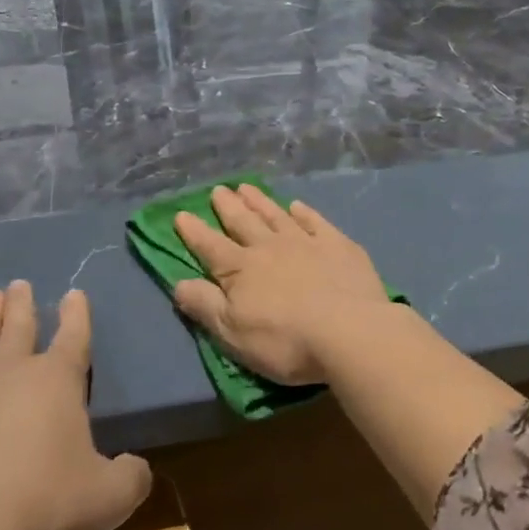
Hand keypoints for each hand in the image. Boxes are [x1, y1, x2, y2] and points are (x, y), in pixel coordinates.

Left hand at [0, 282, 150, 529]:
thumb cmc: (45, 504)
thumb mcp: (110, 497)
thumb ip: (131, 476)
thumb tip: (136, 468)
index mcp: (58, 381)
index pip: (74, 337)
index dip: (77, 314)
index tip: (74, 293)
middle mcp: (11, 372)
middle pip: (20, 328)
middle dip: (23, 305)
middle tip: (19, 284)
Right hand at [172, 184, 392, 384]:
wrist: (350, 332)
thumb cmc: (285, 341)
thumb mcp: (233, 333)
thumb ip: (205, 306)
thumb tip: (179, 284)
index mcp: (241, 269)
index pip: (210, 247)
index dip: (194, 232)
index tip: (181, 214)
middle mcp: (270, 247)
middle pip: (243, 222)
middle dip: (228, 206)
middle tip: (218, 190)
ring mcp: (306, 243)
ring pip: (276, 215)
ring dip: (260, 202)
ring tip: (247, 188)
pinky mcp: (338, 246)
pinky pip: (315, 222)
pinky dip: (304, 212)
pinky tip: (297, 206)